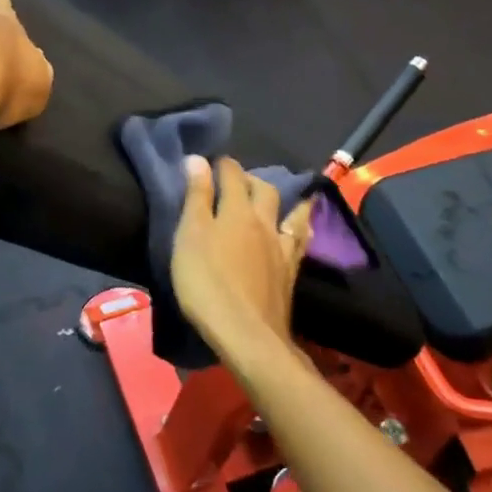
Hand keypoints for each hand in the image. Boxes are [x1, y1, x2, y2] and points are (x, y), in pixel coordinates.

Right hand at [170, 155, 312, 355]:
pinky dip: (300, 228)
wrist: (246, 333)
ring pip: (290, 213)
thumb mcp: (190, 236)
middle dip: (251, 179)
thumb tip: (197, 158)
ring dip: (286, 200)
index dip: (222, 164)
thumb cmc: (207, 282)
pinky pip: (300, 241)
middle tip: (237, 181)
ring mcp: (282, 248)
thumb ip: (196, 197)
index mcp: (237, 210)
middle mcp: (265, 222)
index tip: (212, 162)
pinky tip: (301, 232)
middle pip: (264, 190)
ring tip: (284, 196)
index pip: (232, 175)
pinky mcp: (290, 273)